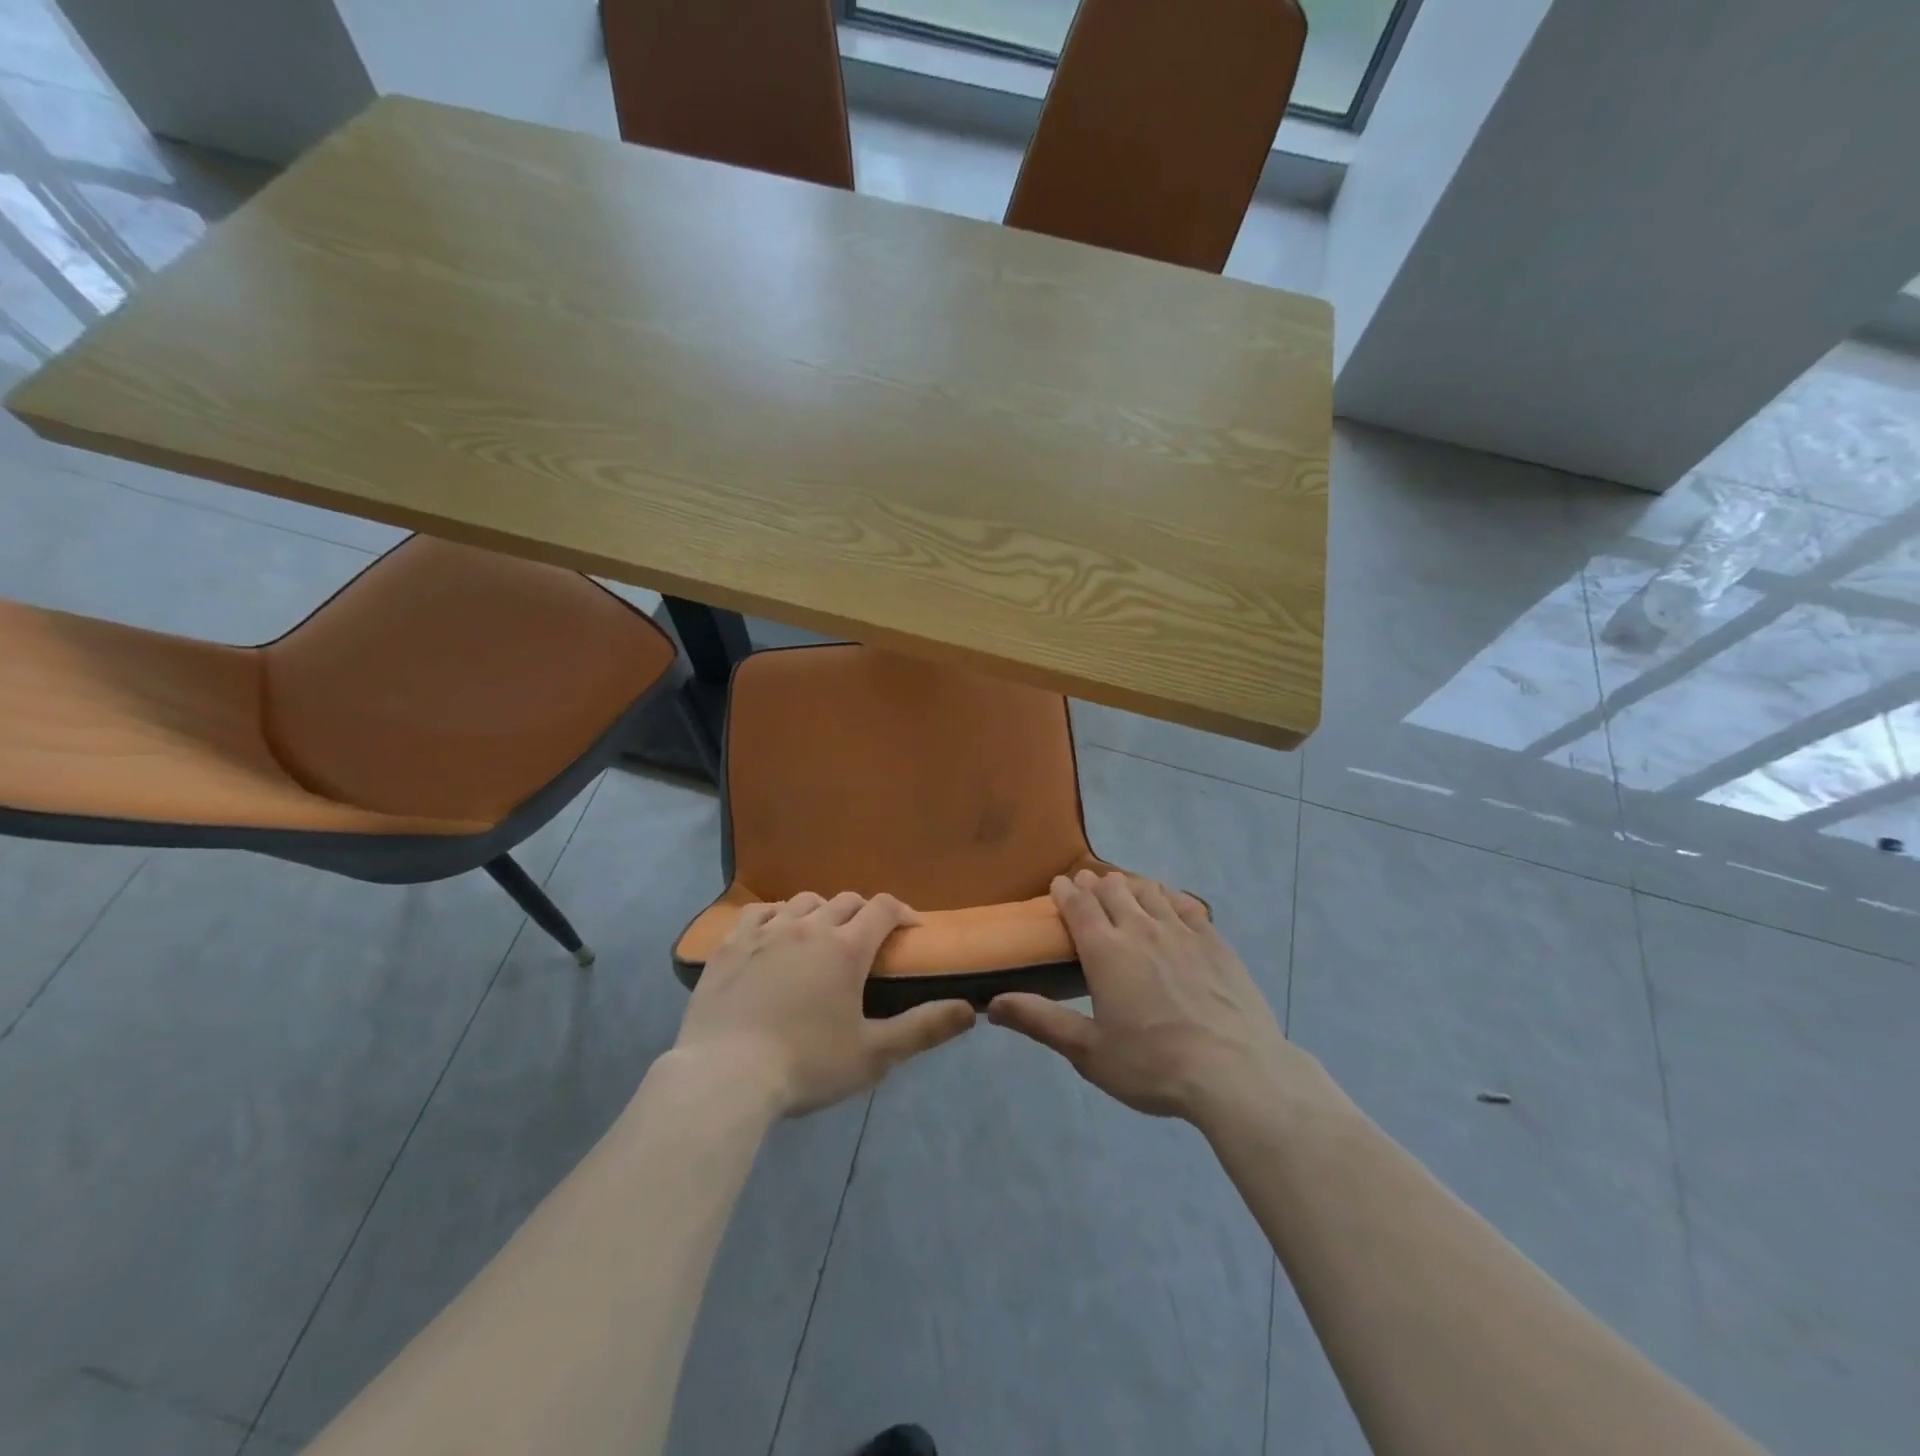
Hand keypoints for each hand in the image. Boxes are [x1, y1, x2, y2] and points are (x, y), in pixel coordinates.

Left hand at [675, 892, 975, 1115]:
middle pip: (846, 900)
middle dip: (865, 913)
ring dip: (822, 912)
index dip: (902, 912)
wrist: (724, 1075)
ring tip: (822, 937)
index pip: (884, 908)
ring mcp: (766, 931)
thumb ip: (924, 1029)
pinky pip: (760, 911)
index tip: (911, 928)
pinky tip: (776, 933)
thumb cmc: (806, 1065)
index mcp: (846, 948)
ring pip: (804, 901)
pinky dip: (777, 915)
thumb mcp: (873, 1055)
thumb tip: (970, 1010)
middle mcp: (809, 926)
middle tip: (868, 940)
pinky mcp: (731, 943)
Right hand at [988, 870, 1306, 1126]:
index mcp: (1106, 951)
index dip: (1065, 891)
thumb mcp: (1089, 1051)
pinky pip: (1186, 903)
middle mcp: (1141, 928)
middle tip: (1087, 891)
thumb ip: (1040, 1021)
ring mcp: (1182, 931)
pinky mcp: (1214, 941)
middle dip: (1095, 884)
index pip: (1078, 904)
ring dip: (1130, 886)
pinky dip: (1168, 896)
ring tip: (1123, 891)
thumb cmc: (1153, 1065)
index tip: (1058, 885)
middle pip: (1113, 889)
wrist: (1235, 1073)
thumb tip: (992, 1003)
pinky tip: (1168, 904)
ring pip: (1149, 890)